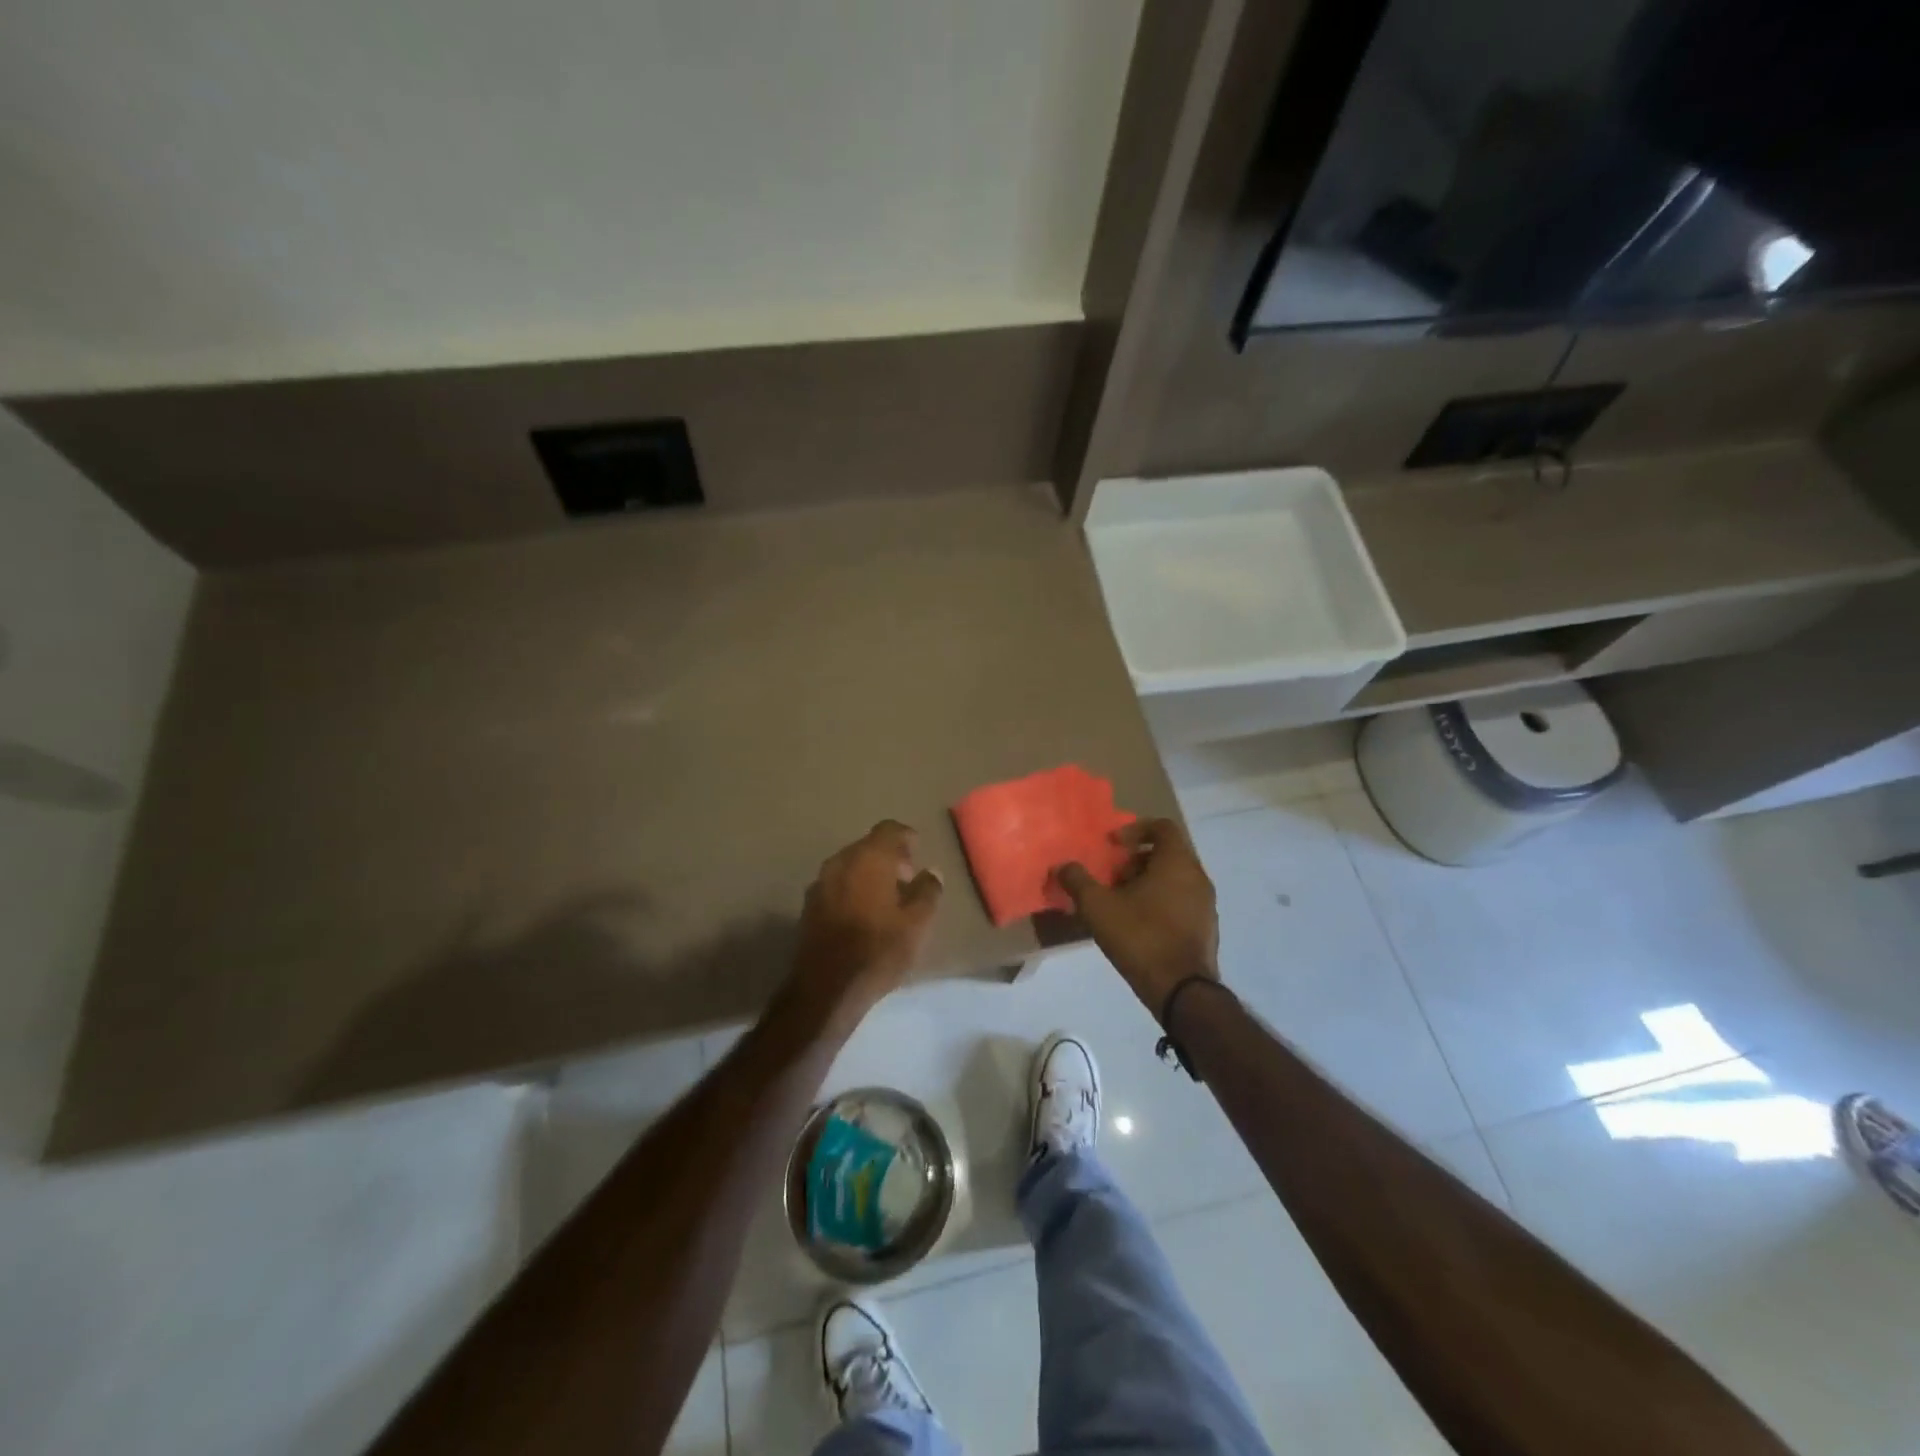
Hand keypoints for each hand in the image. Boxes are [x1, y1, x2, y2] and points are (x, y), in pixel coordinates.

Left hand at [792, 820, 943, 1023]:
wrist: (826, 987)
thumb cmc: (878, 950)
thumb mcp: (917, 923)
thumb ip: (928, 891)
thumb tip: (932, 872)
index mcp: (869, 857)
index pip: (889, 829)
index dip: (906, 838)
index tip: (918, 853)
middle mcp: (841, 861)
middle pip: (868, 846)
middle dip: (888, 857)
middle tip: (907, 880)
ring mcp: (821, 882)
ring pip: (850, 865)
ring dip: (869, 874)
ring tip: (887, 900)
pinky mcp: (809, 905)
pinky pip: (837, 884)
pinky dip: (852, 889)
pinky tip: (863, 914)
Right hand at [1054, 817, 1219, 1022]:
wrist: (1181, 991)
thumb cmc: (1140, 937)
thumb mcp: (1097, 907)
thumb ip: (1077, 880)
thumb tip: (1062, 866)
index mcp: (1177, 862)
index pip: (1162, 827)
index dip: (1135, 829)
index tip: (1113, 846)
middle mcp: (1198, 877)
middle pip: (1167, 853)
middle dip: (1136, 861)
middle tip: (1112, 877)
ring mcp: (1206, 904)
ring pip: (1174, 879)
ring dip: (1146, 883)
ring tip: (1120, 903)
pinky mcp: (1206, 928)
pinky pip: (1181, 901)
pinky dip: (1160, 902)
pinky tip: (1137, 925)